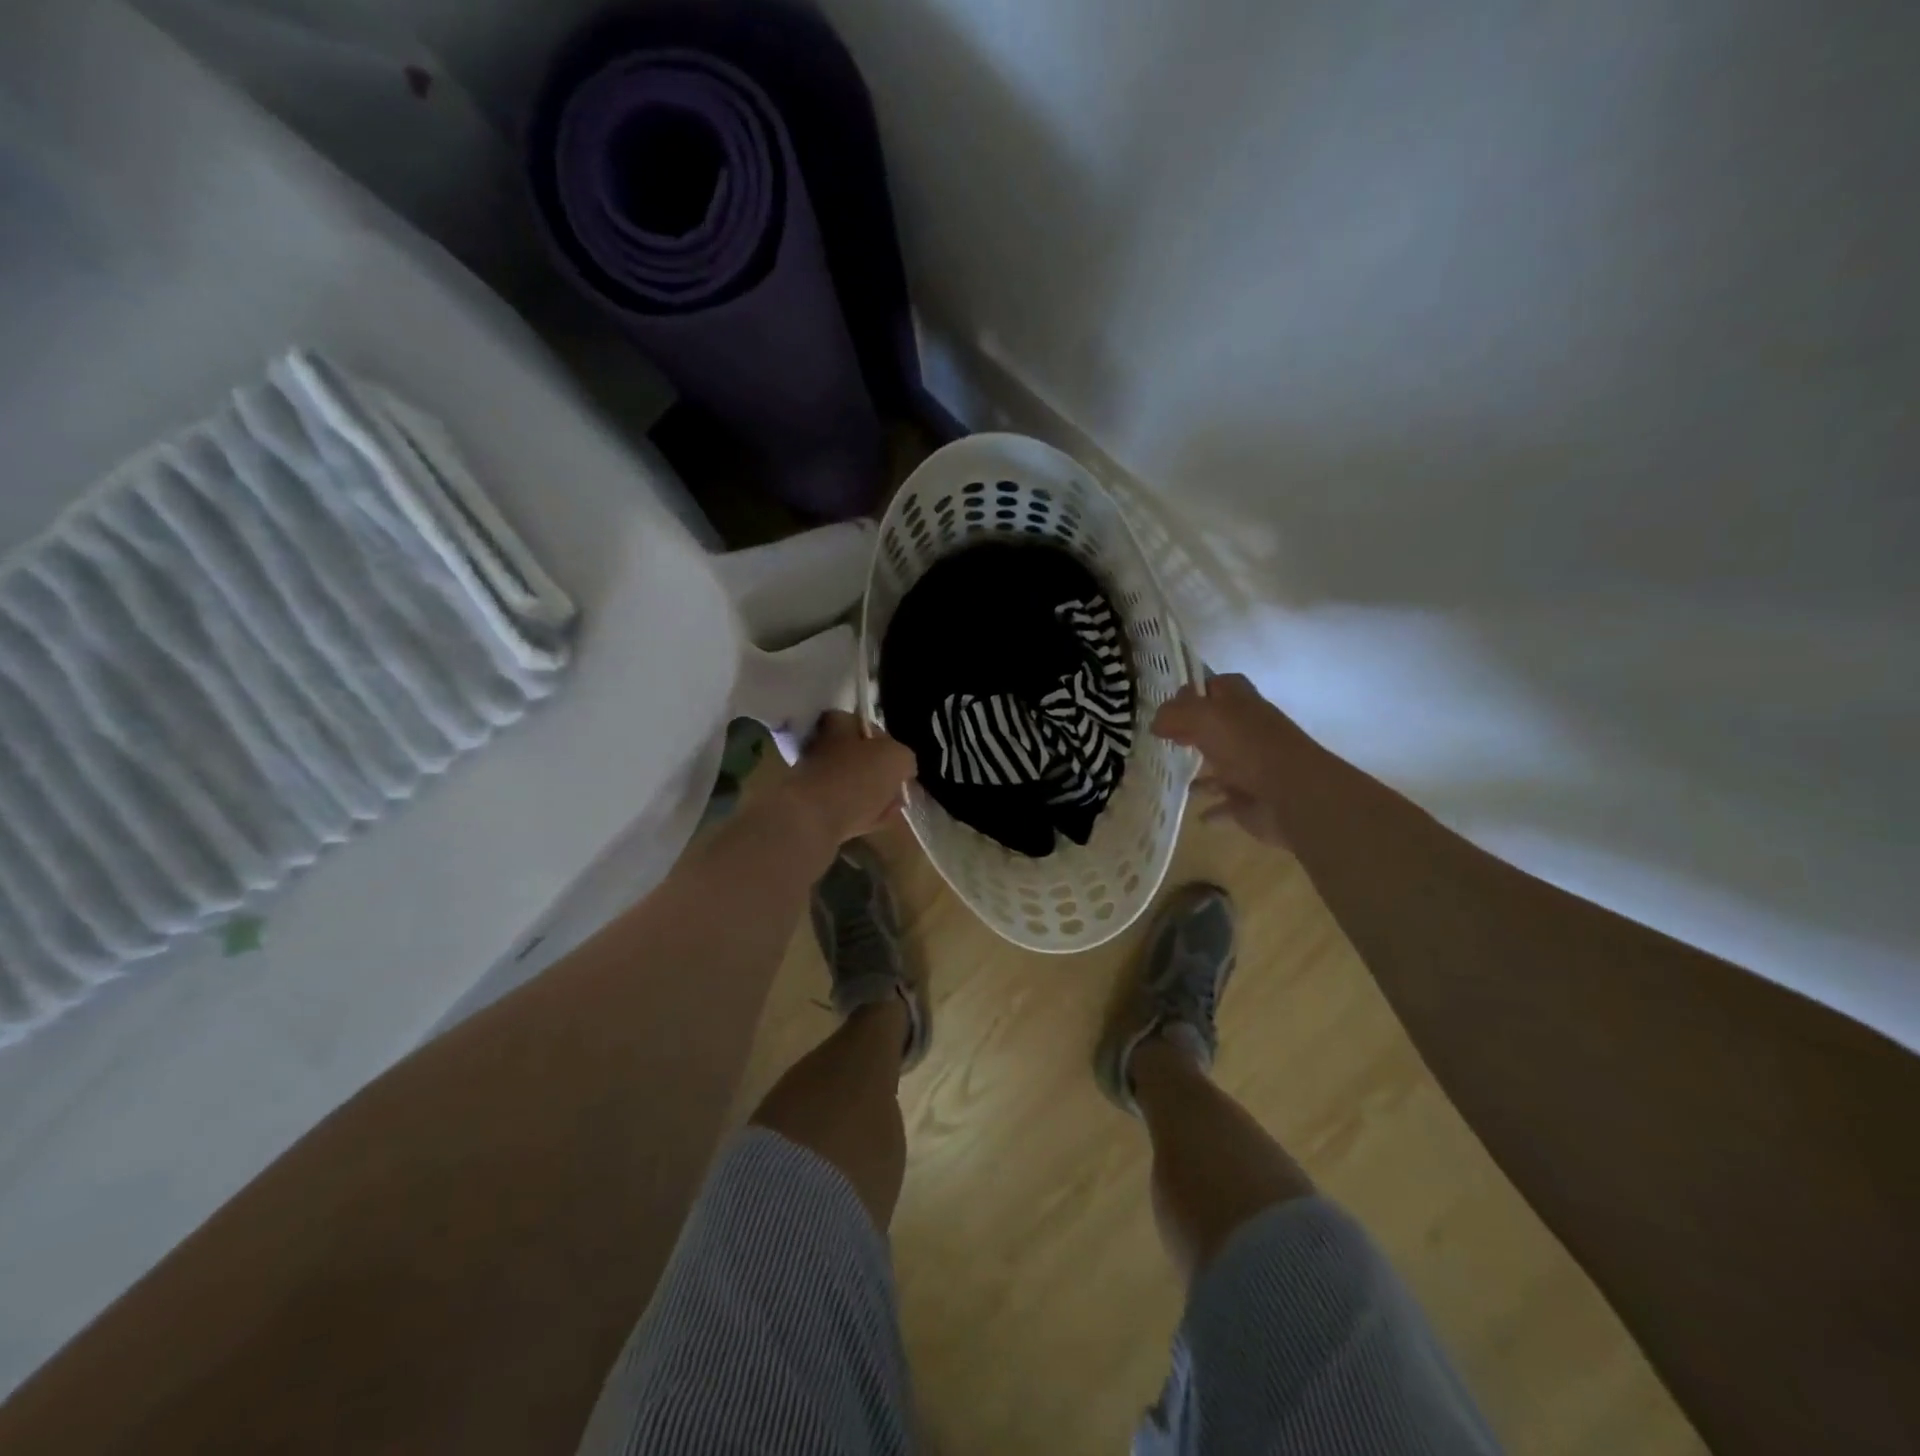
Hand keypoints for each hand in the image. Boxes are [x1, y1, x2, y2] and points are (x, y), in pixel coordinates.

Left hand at [772, 711, 916, 846]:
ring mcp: (814, 779)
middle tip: (898, 786)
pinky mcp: (812, 809)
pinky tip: (879, 822)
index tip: (898, 756)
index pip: (860, 722)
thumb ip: (904, 758)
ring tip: (893, 807)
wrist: (812, 821)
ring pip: (853, 784)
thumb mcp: (896, 758)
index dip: (882, 737)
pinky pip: (846, 809)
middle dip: (880, 772)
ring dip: (874, 795)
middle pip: (857, 756)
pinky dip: (863, 814)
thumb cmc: (856, 778)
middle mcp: (821, 747)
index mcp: (837, 725)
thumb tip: (904, 766)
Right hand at [1152, 674, 1319, 849]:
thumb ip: (1175, 714)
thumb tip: (1156, 723)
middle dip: (1191, 731)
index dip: (1192, 691)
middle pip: (1215, 726)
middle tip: (1162, 739)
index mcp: (1240, 704)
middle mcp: (1247, 731)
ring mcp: (1251, 767)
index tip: (1165, 705)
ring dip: (1201, 772)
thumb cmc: (1248, 747)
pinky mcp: (1250, 800)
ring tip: (1171, 775)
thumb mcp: (1204, 718)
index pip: (1215, 686)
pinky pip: (1225, 804)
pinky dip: (1213, 809)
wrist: (1293, 795)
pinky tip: (1197, 814)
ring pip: (1220, 765)